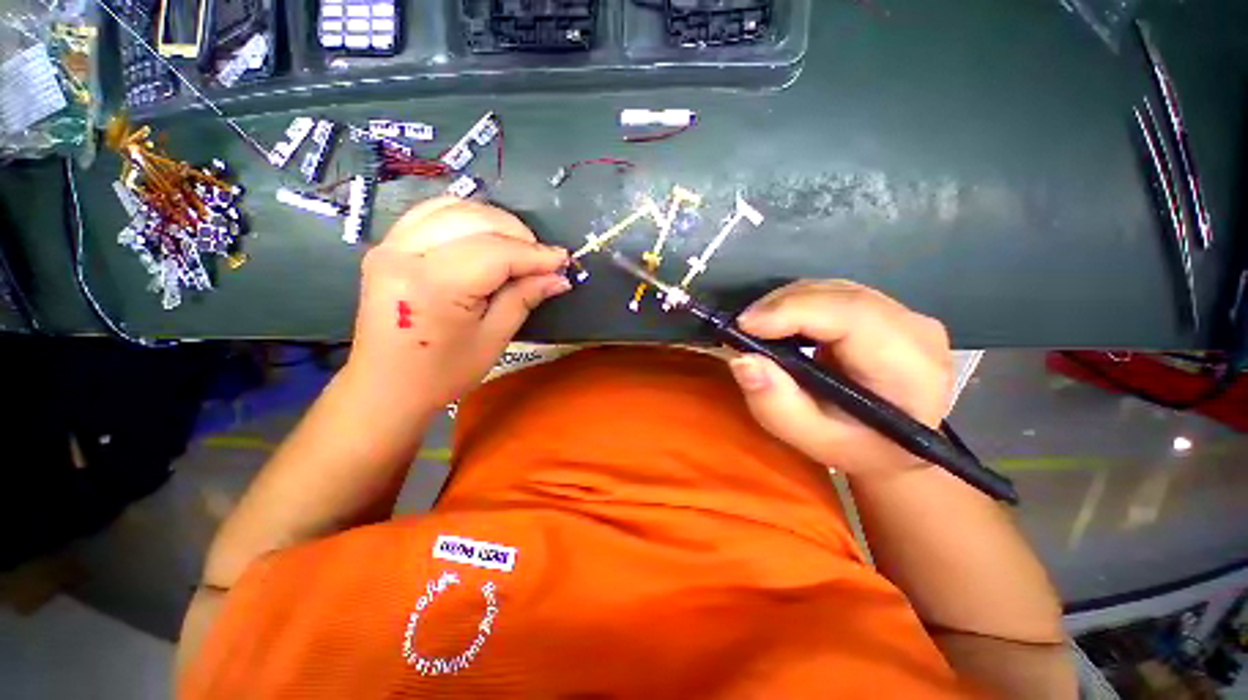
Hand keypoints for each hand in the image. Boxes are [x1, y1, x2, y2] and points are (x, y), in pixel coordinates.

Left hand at [344, 197, 570, 413]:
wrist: (386, 386)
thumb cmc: (442, 373)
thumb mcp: (493, 339)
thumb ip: (524, 299)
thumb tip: (558, 278)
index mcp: (433, 284)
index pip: (495, 253)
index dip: (534, 255)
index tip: (563, 260)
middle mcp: (405, 253)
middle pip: (475, 221)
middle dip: (518, 234)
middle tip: (542, 259)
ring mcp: (390, 245)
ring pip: (453, 208)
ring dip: (494, 222)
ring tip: (518, 248)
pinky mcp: (387, 246)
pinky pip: (432, 213)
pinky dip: (466, 218)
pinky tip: (485, 236)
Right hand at [727, 281, 953, 474]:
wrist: (895, 448)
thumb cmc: (856, 449)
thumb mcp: (811, 439)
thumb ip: (775, 404)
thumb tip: (742, 360)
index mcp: (909, 368)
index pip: (851, 316)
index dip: (793, 311)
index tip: (745, 325)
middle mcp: (916, 330)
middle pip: (840, 296)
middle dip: (782, 305)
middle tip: (744, 327)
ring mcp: (906, 315)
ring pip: (835, 290)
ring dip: (788, 303)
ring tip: (758, 327)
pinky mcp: (889, 311)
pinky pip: (836, 294)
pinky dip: (800, 303)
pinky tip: (782, 323)